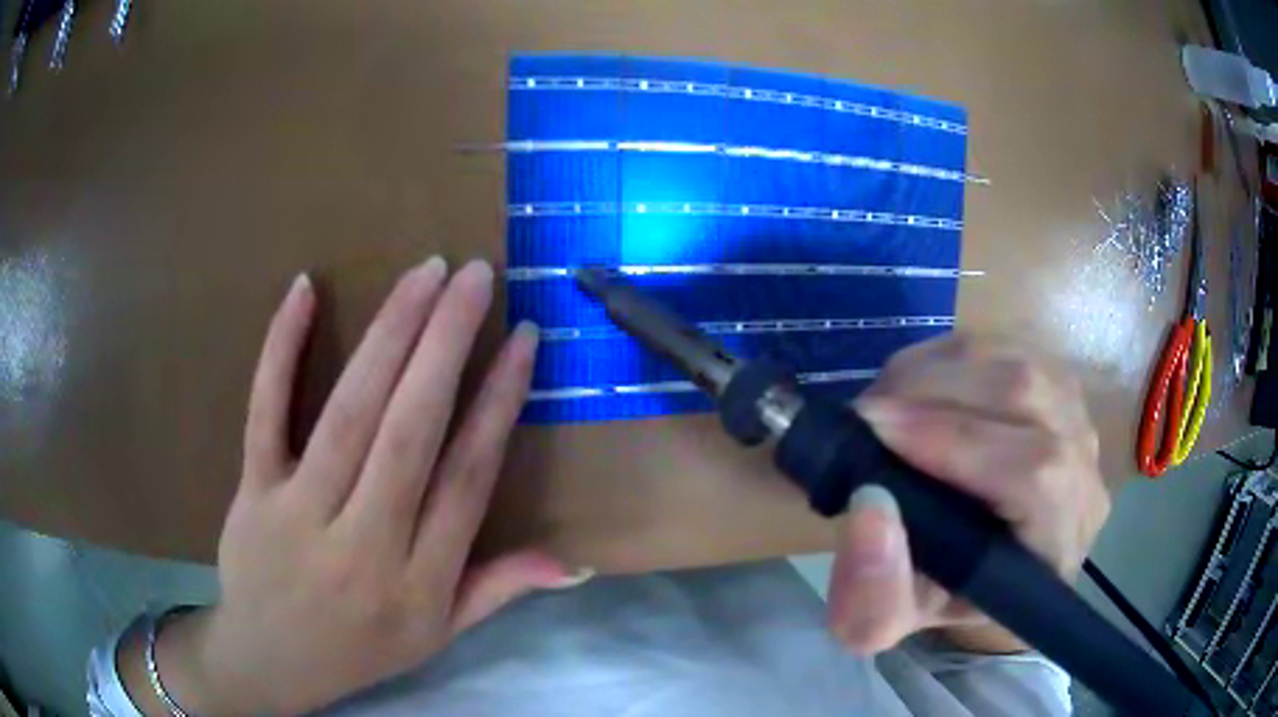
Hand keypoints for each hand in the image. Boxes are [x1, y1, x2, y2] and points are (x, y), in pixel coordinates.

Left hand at [123, 258, 588, 714]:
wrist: (269, 663)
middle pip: (409, 432)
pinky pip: (264, 411)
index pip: (467, 480)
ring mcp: (299, 514)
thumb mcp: (438, 636)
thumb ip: (499, 591)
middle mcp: (363, 546)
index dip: (498, 404)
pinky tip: (305, 290)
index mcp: (417, 583)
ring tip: (423, 275)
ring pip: (348, 413)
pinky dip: (281, 349)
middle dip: (446, 344)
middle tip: (474, 275)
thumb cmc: (359, 650)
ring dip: (388, 335)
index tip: (523, 340)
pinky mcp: (253, 491)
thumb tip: (576, 564)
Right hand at [827, 335, 1108, 654]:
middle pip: (1029, 394)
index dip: (958, 442)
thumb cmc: (941, 595)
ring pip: (1016, 360)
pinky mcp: (1056, 384)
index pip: (1035, 473)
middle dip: (933, 392)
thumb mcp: (892, 621)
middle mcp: (1085, 472)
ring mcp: (1077, 418)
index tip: (875, 430)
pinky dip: (948, 357)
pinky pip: (1006, 345)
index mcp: (1058, 543)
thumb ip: (873, 594)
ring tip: (886, 402)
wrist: (983, 566)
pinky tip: (915, 387)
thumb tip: (868, 506)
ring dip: (937, 371)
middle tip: (866, 415)